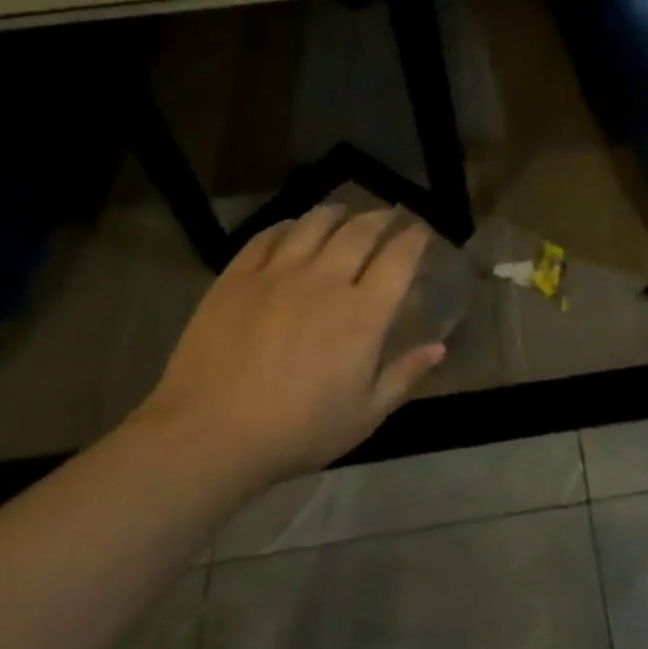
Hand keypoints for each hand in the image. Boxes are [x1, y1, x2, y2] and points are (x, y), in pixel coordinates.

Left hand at [135, 205, 444, 485]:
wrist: (208, 435)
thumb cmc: (297, 431)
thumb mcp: (364, 415)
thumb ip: (404, 376)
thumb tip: (439, 348)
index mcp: (363, 314)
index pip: (399, 258)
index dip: (416, 238)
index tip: (422, 232)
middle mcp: (326, 281)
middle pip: (361, 230)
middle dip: (382, 217)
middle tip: (389, 217)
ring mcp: (278, 273)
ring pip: (315, 222)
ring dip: (338, 213)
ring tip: (344, 214)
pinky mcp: (238, 276)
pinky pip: (268, 235)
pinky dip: (289, 225)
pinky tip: (293, 230)